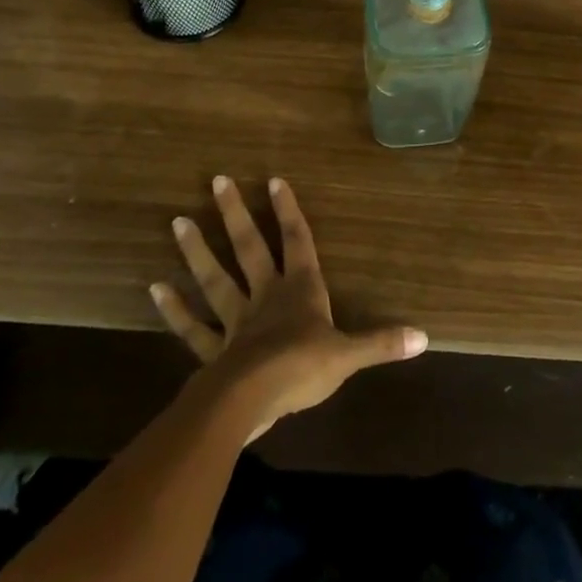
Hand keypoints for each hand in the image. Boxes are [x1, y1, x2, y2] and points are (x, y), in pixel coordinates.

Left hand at [151, 177, 427, 440]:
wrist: (251, 402)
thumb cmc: (302, 370)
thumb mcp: (348, 356)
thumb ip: (382, 343)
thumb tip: (425, 336)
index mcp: (299, 290)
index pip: (297, 241)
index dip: (288, 211)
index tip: (274, 179)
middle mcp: (265, 296)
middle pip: (249, 248)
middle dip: (235, 214)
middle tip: (217, 180)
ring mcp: (235, 321)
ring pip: (215, 279)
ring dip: (197, 251)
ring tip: (177, 221)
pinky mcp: (212, 350)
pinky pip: (192, 327)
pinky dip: (175, 309)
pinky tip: (156, 288)